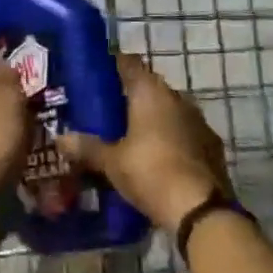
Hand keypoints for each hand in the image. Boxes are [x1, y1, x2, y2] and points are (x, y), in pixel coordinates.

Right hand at [58, 56, 232, 231]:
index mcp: (150, 92)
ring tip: (131, 137)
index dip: (113, 65)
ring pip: (169, 110)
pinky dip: (171, 139)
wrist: (201, 210)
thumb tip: (60, 139)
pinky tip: (158, 158)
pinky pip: (185, 133)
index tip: (97, 75)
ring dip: (153, 119)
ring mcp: (199, 120)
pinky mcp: (212, 145)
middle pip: (150, 87)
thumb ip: (87, 147)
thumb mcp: (111, 162)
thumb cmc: (150, 172)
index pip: (129, 63)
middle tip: (107, 112)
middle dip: (130, 97)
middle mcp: (176, 97)